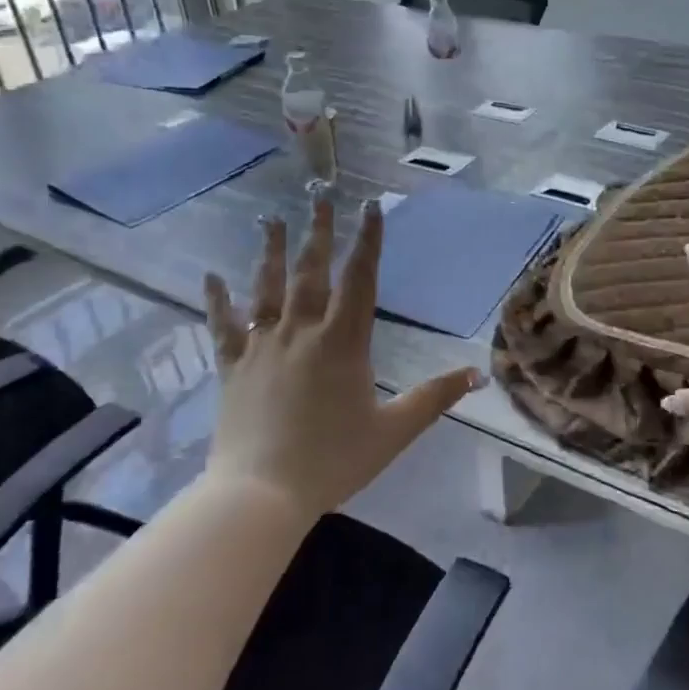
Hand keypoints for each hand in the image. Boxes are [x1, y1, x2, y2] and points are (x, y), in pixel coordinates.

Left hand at [201, 196, 485, 517]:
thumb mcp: (394, 431)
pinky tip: (211, 277)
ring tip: (271, 219)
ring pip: (266, 288)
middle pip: (311, 272)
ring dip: (270, 251)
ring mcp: (262, 347)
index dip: (368, 240)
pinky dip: (217, 301)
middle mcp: (301, 332)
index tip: (370, 207)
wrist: (261, 494)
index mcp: (343, 343)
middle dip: (319, 231)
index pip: (360, 280)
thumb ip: (435, 398)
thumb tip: (477, 374)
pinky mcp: (232, 367)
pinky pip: (223, 327)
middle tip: (320, 194)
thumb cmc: (332, 461)